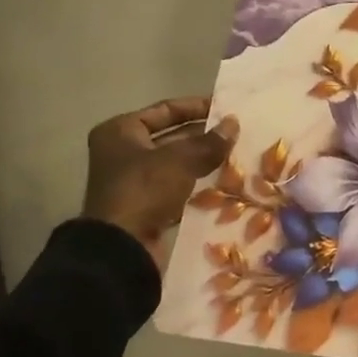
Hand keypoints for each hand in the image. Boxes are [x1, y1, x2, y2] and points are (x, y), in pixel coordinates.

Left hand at [83, 98, 237, 257]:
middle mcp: (123, 152)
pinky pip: (176, 186)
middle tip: (236, 134)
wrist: (121, 249)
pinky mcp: (145, 205)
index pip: (166, 109)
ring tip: (235, 155)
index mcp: (121, 131)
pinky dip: (196, 183)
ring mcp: (133, 180)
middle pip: (171, 136)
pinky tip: (223, 181)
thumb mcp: (181, 159)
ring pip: (176, 162)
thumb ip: (210, 141)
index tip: (227, 109)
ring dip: (203, 160)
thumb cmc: (144, 190)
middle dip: (203, 136)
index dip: (197, 107)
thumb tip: (234, 123)